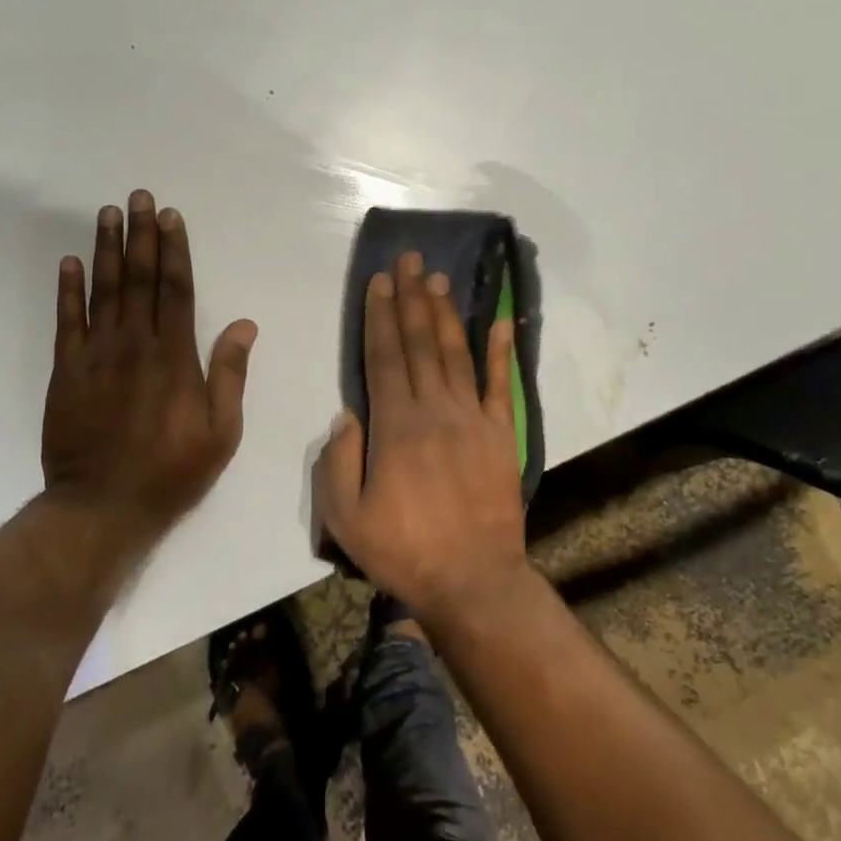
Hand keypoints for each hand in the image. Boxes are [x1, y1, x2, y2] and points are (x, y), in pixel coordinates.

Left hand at [42, 190, 256, 542]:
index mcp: (175, 357)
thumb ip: (229, 374)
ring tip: (107, 214)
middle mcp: (135, 344)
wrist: (102, 507)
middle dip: (140, 235)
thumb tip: (244, 325)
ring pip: (103, 291)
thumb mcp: (220, 431)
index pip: (175, 289)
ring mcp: (96, 355)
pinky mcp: (67, 372)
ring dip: (106, 249)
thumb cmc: (171, 471)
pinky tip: (70, 262)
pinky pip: (67, 321)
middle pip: (139, 279)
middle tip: (138, 197)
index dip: (173, 250)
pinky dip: (68, 290)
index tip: (170, 217)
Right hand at [314, 250, 528, 621]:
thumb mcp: (346, 518)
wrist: (474, 581)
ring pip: (455, 354)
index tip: (381, 281)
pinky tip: (500, 321)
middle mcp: (434, 410)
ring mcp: (473, 419)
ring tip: (440, 279)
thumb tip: (346, 415)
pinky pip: (502, 385)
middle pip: (419, 343)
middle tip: (411, 260)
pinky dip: (501, 351)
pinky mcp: (502, 434)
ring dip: (446, 314)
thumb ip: (337, 462)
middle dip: (412, 298)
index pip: (383, 357)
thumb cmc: (404, 551)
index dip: (380, 316)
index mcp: (395, 426)